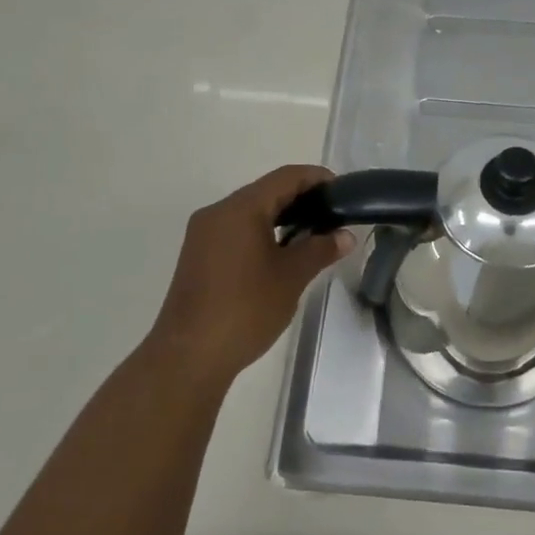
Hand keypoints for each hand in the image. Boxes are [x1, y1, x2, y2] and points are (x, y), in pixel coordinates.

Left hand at [150, 165, 354, 388]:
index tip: (342, 191)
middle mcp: (217, 212)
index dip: (316, 178)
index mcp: (240, 209)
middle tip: (332, 215)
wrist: (189, 356)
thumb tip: (345, 236)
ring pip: (249, 212)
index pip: (285, 177)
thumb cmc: (245, 309)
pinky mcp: (197, 256)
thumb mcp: (291, 277)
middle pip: (265, 191)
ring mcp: (203, 235)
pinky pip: (235, 230)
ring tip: (312, 235)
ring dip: (280, 217)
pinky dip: (261, 232)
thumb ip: (320, 249)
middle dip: (300, 198)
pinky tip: (280, 253)